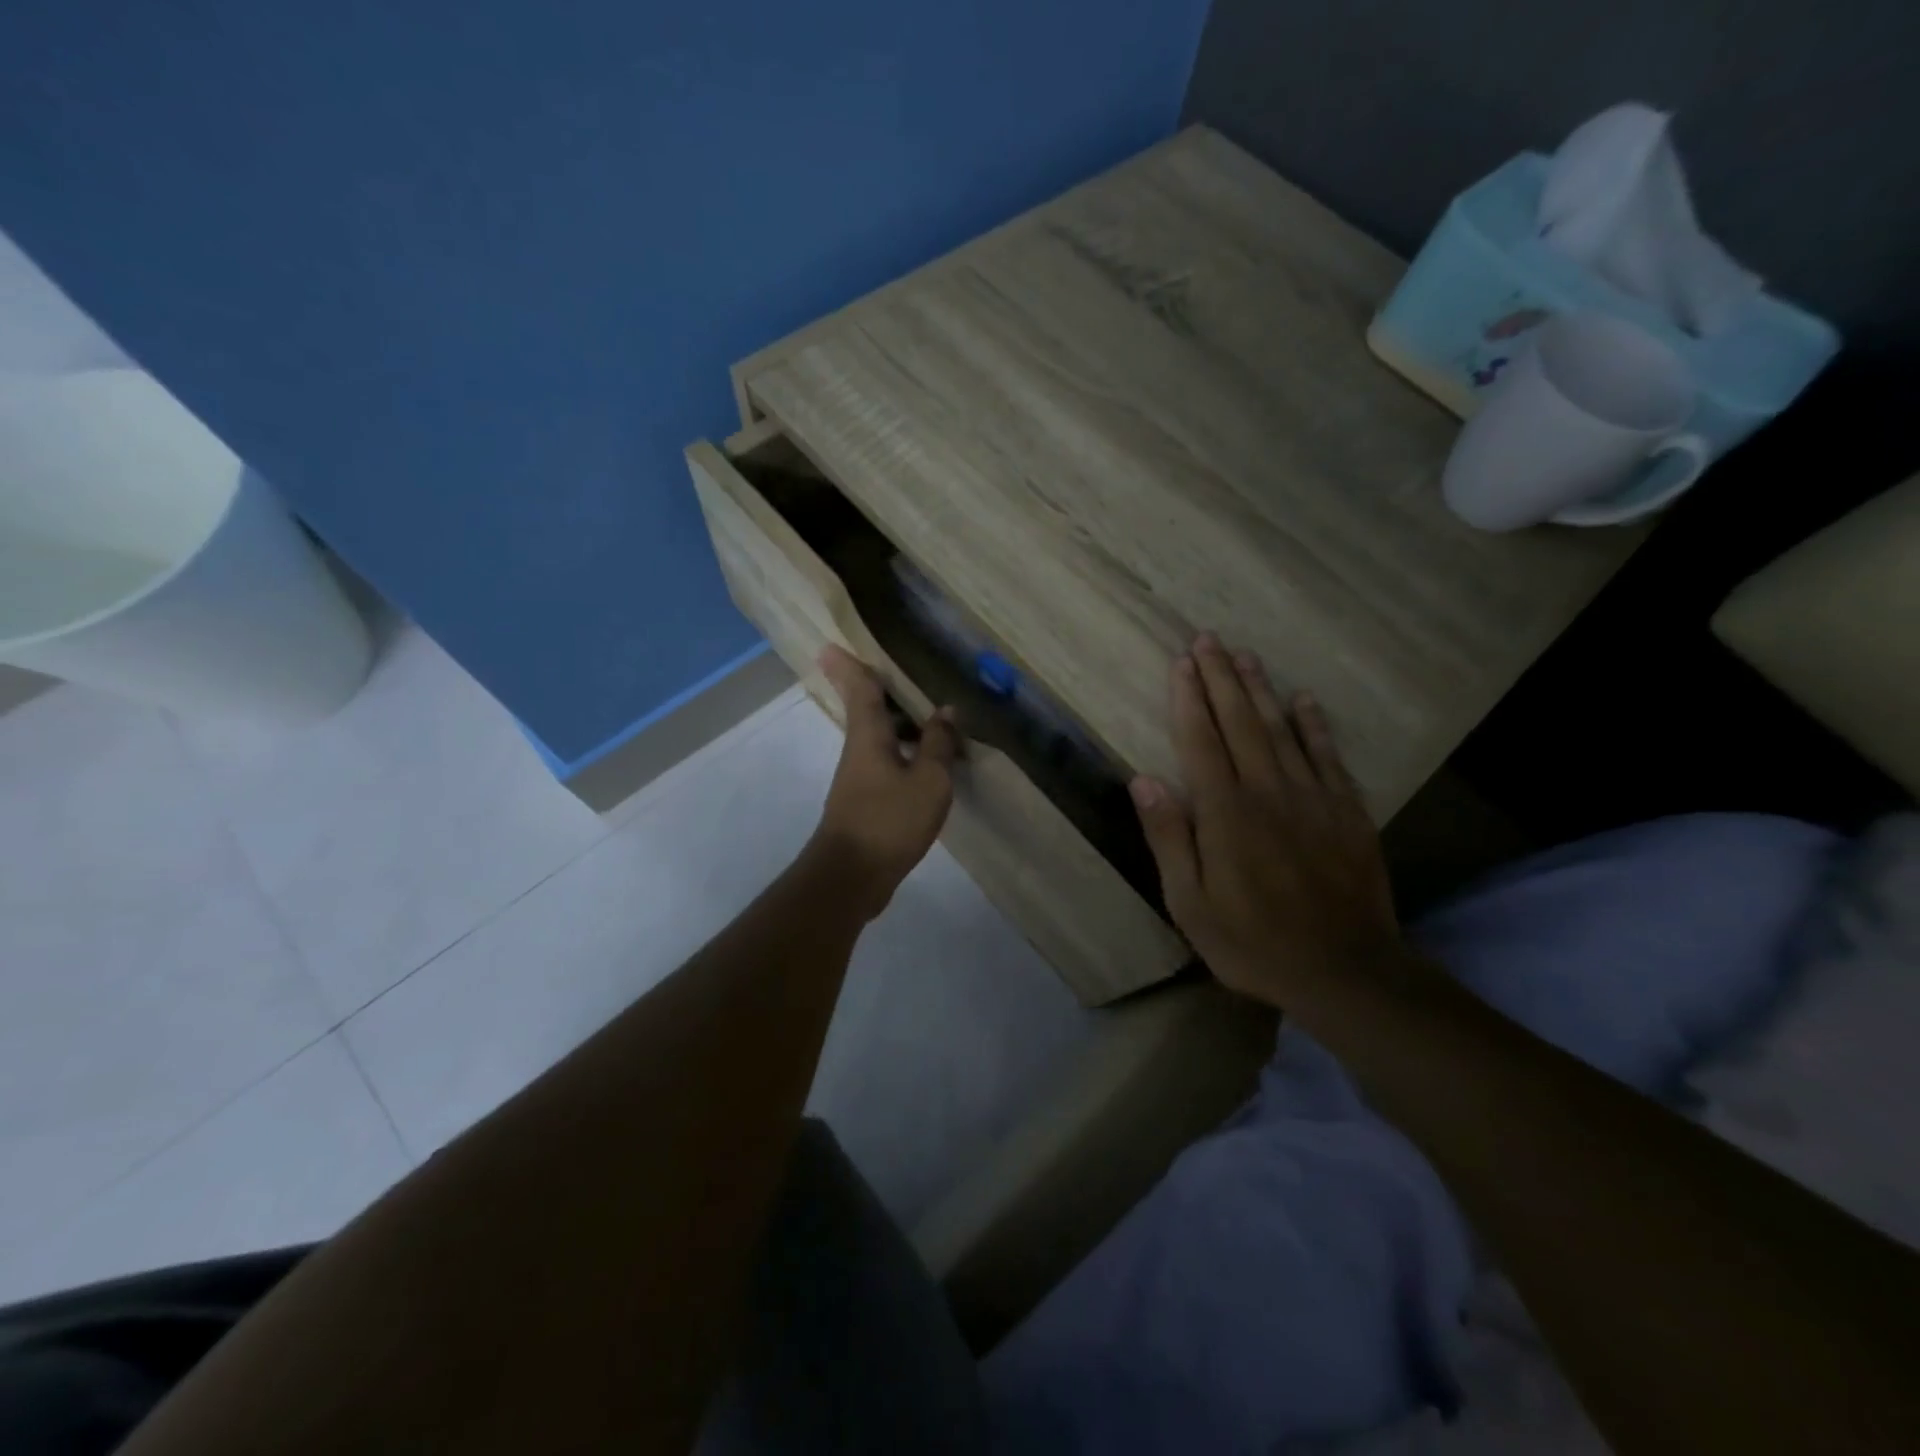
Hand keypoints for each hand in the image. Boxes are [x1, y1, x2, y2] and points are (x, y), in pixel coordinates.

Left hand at [809, 645, 959, 917]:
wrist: (852, 876)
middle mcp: (859, 751)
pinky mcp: (865, 803)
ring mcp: (859, 779)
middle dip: (876, 691)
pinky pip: (887, 764)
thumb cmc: (889, 820)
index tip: (830, 645)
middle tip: (892, 671)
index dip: (850, 666)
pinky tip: (926, 762)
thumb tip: (945, 711)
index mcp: (869, 736)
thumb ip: (938, 744)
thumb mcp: (928, 780)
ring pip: (879, 739)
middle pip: (867, 712)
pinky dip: (904, 754)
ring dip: (898, 725)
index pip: (860, 690)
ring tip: (927, 716)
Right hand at [1129, 634, 1401, 1009]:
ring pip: (1282, 728)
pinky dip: (1314, 724)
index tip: (1181, 662)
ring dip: (1260, 689)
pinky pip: (1328, 755)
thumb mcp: (1190, 904)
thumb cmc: (1253, 942)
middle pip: (1240, 723)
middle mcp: (1268, 792)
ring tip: (1245, 654)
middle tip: (1208, 640)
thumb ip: (1169, 838)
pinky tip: (1304, 698)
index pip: (1201, 740)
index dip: (1188, 698)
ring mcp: (1313, 798)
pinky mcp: (1347, 811)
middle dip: (1220, 678)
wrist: (1346, 972)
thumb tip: (1143, 779)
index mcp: (1225, 813)